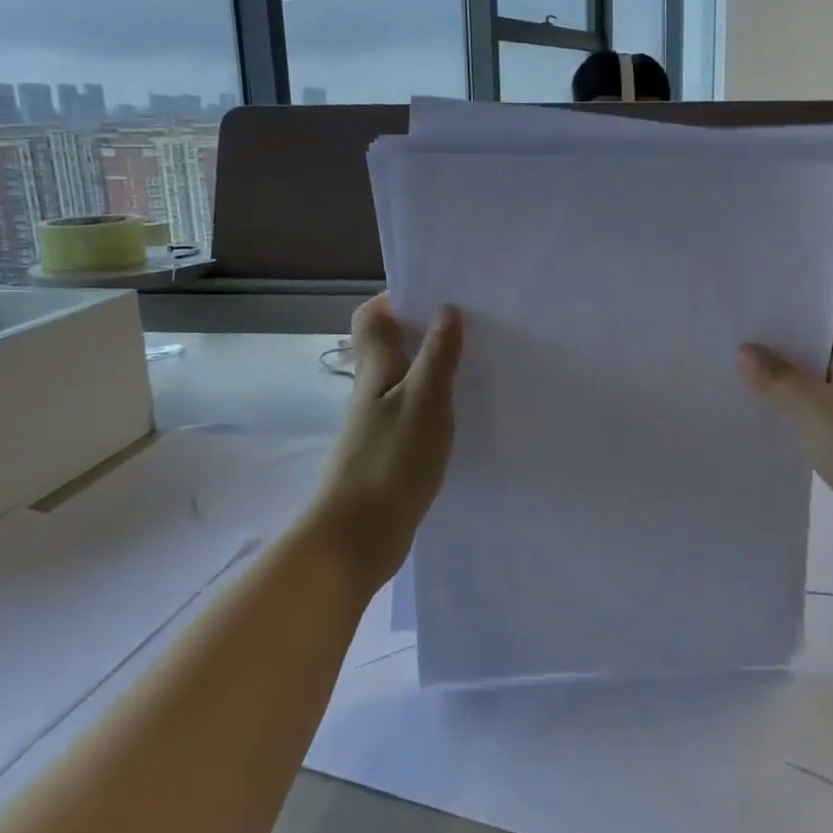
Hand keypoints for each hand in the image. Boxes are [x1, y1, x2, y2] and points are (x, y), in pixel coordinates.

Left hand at [316, 296, 463, 589]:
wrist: (358, 537)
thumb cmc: (391, 461)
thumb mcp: (424, 402)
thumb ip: (437, 356)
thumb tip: (446, 308)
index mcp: (375, 370)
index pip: (372, 318)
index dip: (396, 300)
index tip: (435, 295)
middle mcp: (371, 390)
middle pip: (390, 346)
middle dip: (423, 331)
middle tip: (468, 327)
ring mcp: (377, 423)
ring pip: (403, 380)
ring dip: (431, 368)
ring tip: (474, 365)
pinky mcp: (387, 452)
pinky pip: (411, 412)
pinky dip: (434, 405)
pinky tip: (462, 415)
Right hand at [738, 299, 832, 561]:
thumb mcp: (814, 408)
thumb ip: (777, 378)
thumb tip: (745, 350)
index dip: (811, 299)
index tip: (768, 299)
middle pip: (827, 343)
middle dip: (788, 339)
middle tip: (739, 332)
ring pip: (821, 381)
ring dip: (788, 378)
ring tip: (739, 369)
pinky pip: (822, 414)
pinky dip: (797, 411)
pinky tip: (764, 415)